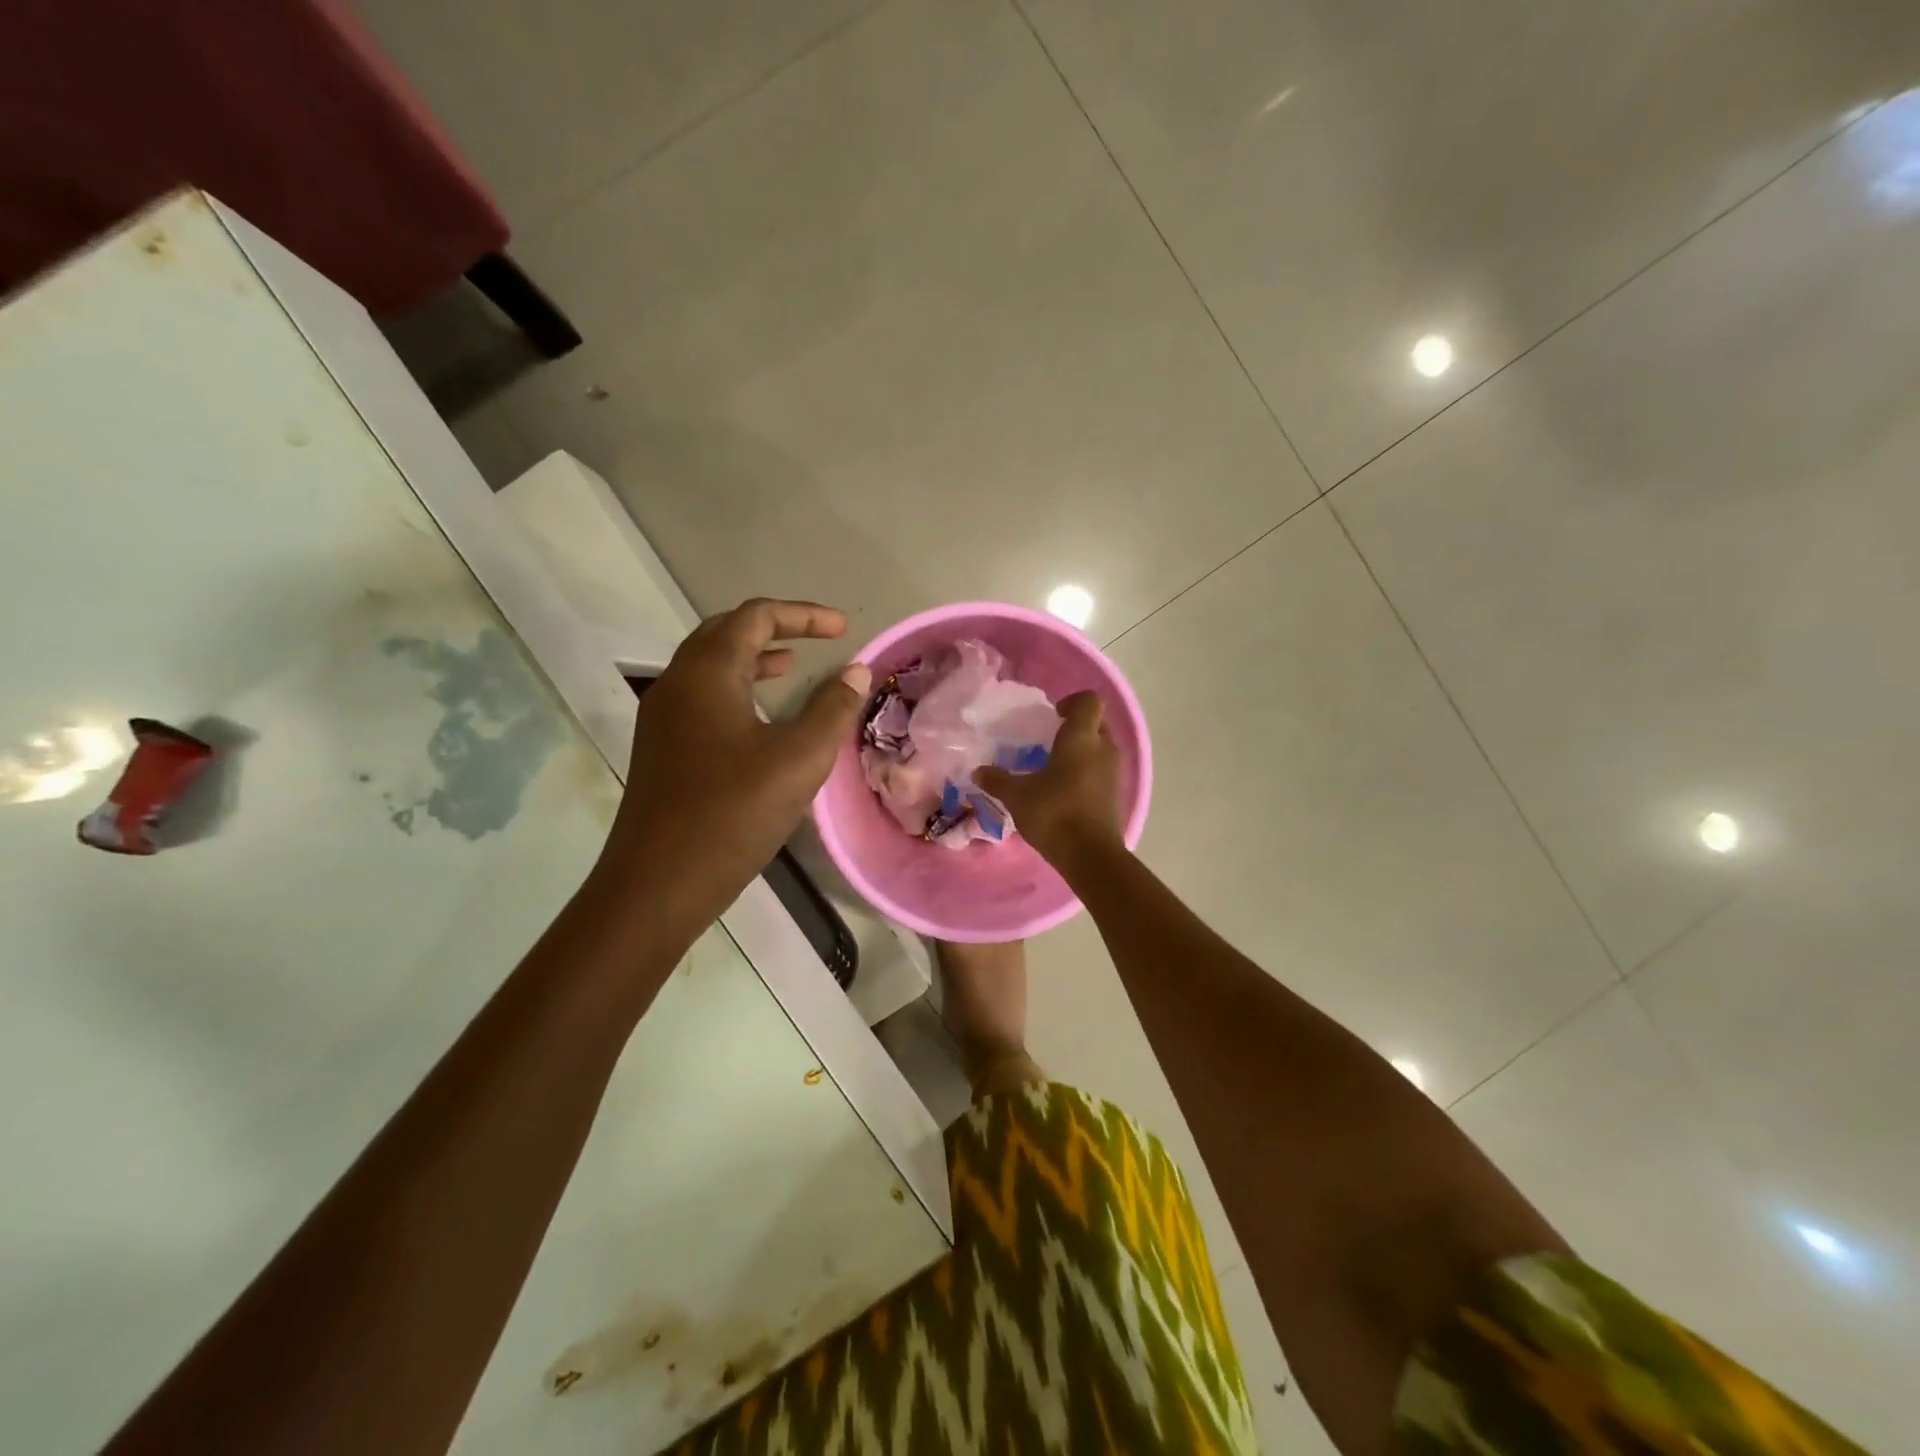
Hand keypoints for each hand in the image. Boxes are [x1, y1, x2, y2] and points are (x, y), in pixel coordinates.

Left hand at [607, 599, 870, 923]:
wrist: (658, 883)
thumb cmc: (733, 813)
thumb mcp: (799, 759)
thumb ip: (832, 709)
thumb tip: (856, 672)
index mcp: (707, 673)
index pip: (755, 617)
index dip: (803, 615)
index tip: (844, 629)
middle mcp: (677, 683)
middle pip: (725, 633)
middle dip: (774, 629)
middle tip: (816, 639)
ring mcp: (662, 718)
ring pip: (709, 667)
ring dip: (752, 659)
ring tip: (791, 668)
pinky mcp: (661, 749)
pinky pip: (701, 698)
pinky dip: (736, 690)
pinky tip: (760, 720)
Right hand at [974, 690, 1123, 865]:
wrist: (1090, 855)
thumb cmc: (1054, 812)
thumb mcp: (1017, 795)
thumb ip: (997, 780)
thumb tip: (978, 771)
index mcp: (1082, 737)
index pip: (1088, 700)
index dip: (1071, 701)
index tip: (1052, 715)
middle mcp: (1104, 748)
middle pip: (1097, 723)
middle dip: (1076, 727)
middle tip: (1049, 739)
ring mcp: (1114, 772)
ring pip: (1101, 748)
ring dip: (1082, 751)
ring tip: (1054, 766)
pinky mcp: (1116, 794)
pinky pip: (1102, 771)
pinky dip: (1087, 773)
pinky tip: (1064, 790)